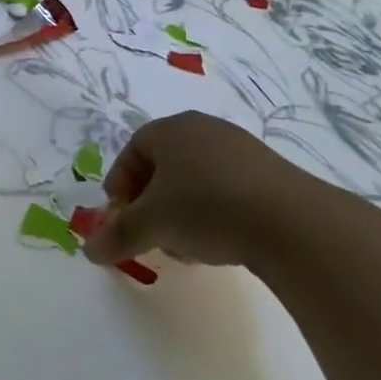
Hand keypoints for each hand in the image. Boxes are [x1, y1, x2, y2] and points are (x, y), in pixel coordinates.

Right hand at [81, 111, 346, 271]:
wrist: (291, 221)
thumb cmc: (205, 208)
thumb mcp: (151, 225)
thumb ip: (117, 236)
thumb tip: (89, 250)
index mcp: (172, 128)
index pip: (133, 150)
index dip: (120, 185)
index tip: (119, 218)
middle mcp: (205, 129)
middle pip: (164, 165)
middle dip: (150, 203)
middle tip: (149, 234)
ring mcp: (241, 149)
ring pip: (196, 180)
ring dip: (181, 212)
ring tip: (184, 247)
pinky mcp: (269, 174)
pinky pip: (227, 189)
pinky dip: (213, 214)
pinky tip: (219, 244)